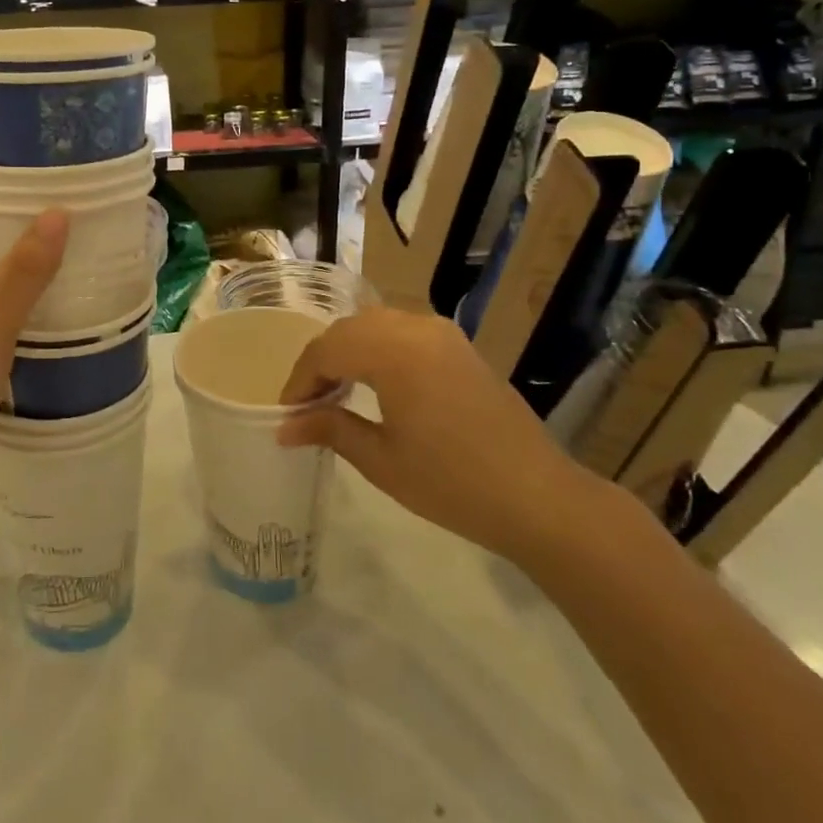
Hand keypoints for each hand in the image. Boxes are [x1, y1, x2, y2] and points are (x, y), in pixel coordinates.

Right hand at [276, 307, 596, 565]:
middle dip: (321, 361)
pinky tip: (376, 384)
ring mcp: (443, 334)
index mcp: (394, 352)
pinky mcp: (460, 347)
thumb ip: (330, 429)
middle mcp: (417, 328)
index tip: (286, 411)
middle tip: (307, 402)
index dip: (300, 379)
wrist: (538, 497)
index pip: (327, 350)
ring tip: (337, 392)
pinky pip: (404, 332)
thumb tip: (284, 426)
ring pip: (376, 325)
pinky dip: (378, 349)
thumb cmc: (452, 483)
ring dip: (349, 351)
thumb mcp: (381, 460)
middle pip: (349, 329)